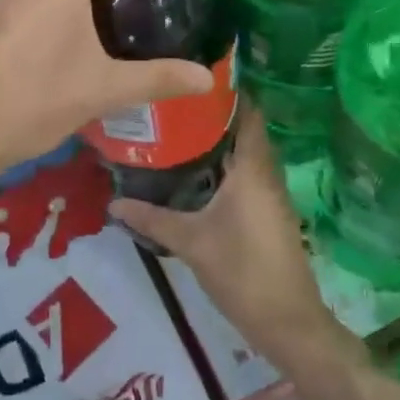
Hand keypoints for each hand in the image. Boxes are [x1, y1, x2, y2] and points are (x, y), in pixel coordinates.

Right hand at [108, 109, 362, 378]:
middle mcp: (267, 174)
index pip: (248, 113)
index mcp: (253, 169)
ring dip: (219, 141)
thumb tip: (112, 202)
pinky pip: (247, 174)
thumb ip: (152, 219)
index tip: (193, 77)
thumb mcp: (191, 243)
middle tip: (173, 103)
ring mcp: (271, 195)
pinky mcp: (269, 213)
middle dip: (213, 115)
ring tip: (177, 129)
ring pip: (246, 154)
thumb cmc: (242, 272)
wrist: (288, 322)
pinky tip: (196, 172)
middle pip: (245, 130)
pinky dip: (225, 165)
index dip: (226, 92)